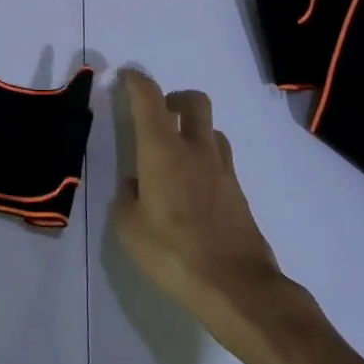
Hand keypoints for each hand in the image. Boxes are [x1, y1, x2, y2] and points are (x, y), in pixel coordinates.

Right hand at [111, 69, 292, 342]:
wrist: (237, 287)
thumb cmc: (174, 254)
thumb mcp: (130, 229)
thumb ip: (128, 199)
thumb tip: (136, 186)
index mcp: (162, 150)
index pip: (150, 98)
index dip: (136, 81)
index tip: (125, 77)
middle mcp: (195, 149)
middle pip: (193, 101)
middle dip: (174, 98)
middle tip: (158, 114)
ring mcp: (222, 169)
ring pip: (210, 129)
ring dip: (192, 130)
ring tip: (174, 155)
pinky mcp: (238, 192)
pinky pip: (219, 159)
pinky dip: (203, 159)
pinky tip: (190, 188)